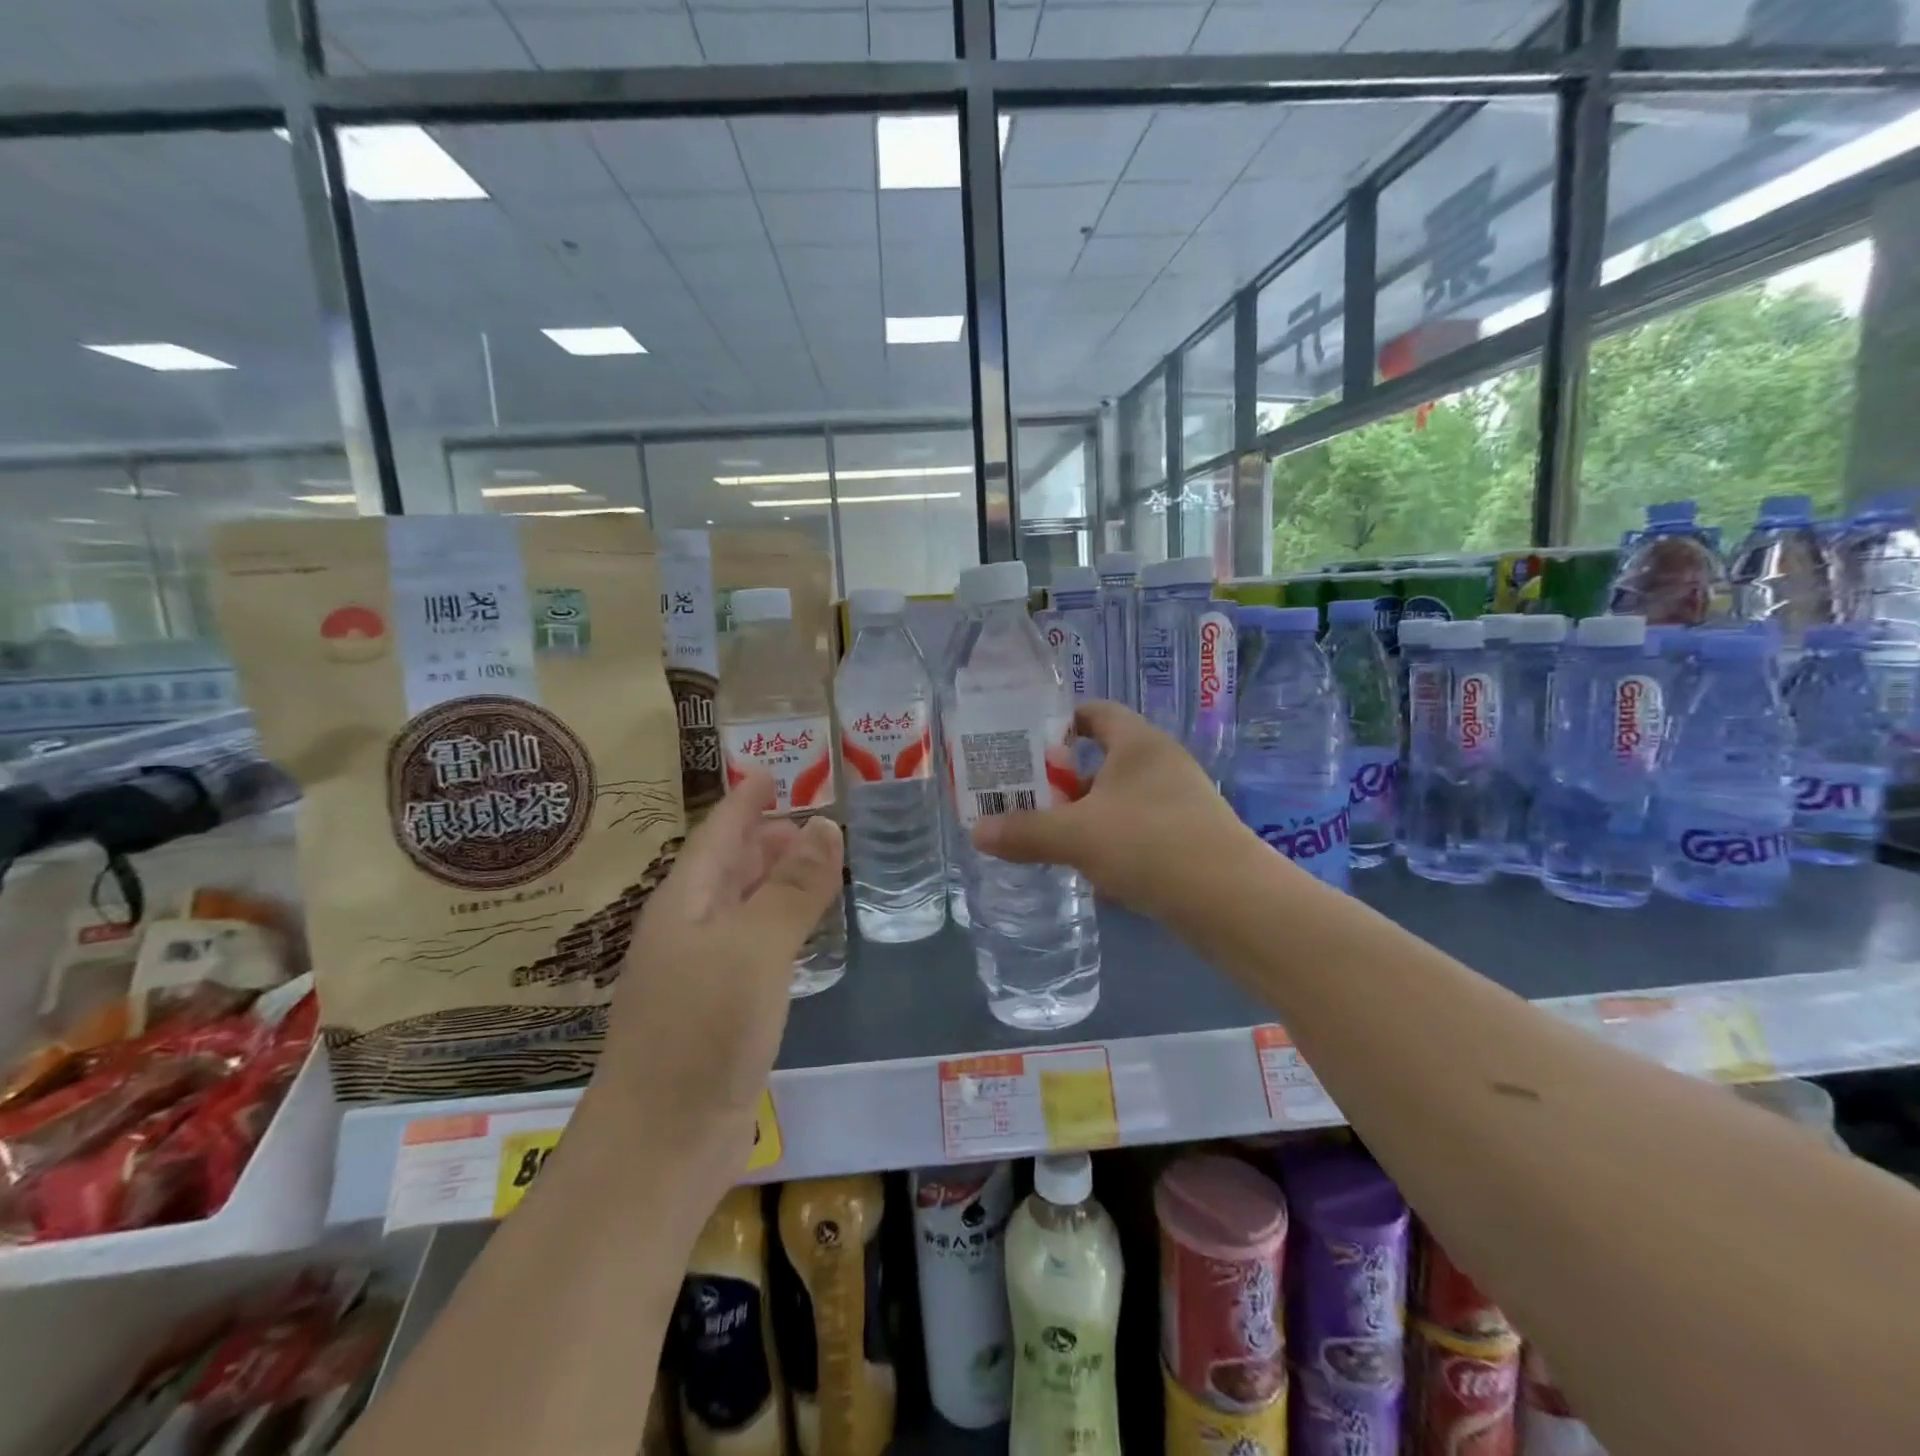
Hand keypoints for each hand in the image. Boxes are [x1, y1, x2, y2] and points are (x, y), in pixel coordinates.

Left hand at [590, 771, 842, 1178]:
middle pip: (727, 868)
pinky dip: (779, 926)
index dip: (744, 801)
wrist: (659, 1146)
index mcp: (684, 903)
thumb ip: (793, 888)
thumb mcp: (755, 948)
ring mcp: (699, 973)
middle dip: (764, 838)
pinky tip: (802, 933)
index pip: (718, 834)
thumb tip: (827, 826)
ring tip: (813, 863)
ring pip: (741, 908)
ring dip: (774, 881)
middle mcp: (686, 930)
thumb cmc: (703, 1031)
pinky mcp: (717, 1011)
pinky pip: (752, 948)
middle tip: (810, 819)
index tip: (770, 772)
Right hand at [970, 700, 1254, 923]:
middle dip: (1063, 780)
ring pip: (1118, 800)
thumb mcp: (1076, 836)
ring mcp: (1179, 802)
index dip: (1059, 723)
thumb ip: (1025, 832)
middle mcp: (1161, 764)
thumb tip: (975, 833)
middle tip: (1024, 798)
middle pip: (1102, 759)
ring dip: (1085, 815)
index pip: (1096, 713)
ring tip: (1047, 836)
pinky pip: (1137, 830)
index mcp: (1138, 743)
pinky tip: (1088, 871)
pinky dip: (1110, 843)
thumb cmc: (1149, 844)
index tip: (1026, 746)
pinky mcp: (1188, 839)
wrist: (1230, 901)